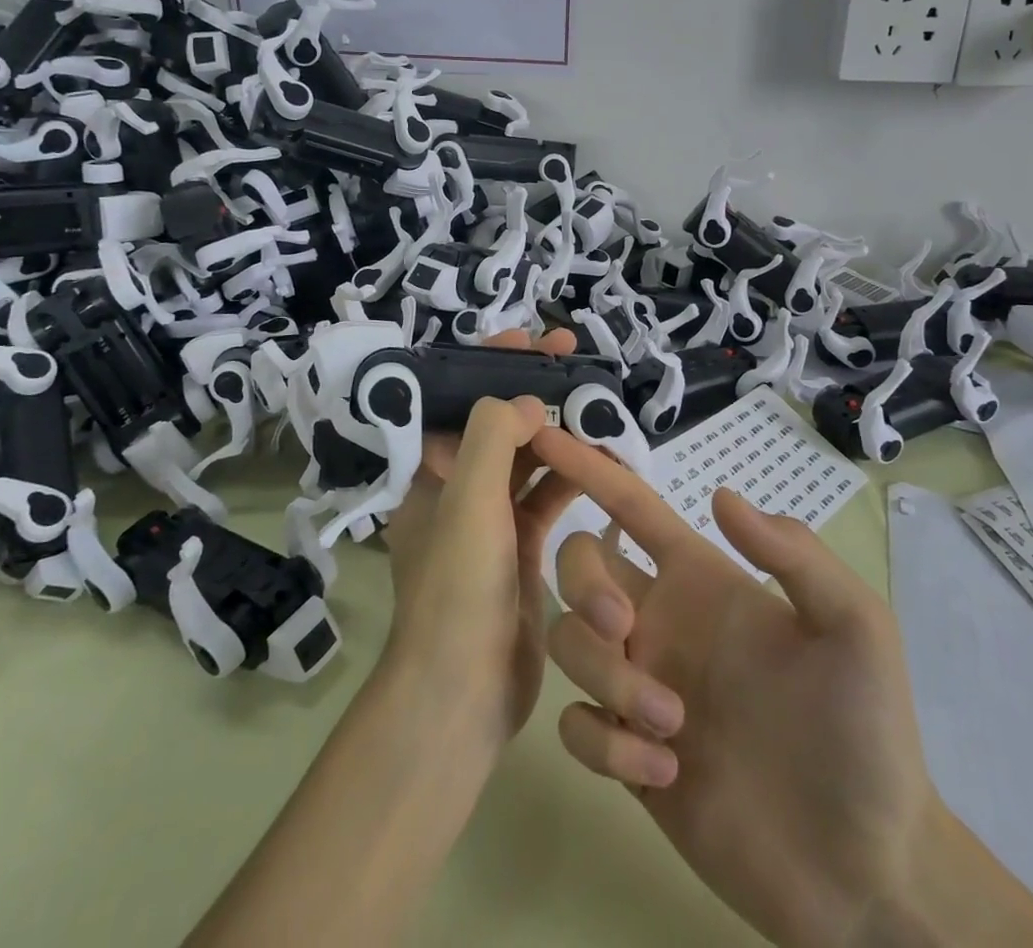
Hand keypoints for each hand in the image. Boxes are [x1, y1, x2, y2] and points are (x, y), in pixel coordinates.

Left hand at [380, 329, 579, 750]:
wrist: (463, 693)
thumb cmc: (459, 588)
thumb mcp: (469, 500)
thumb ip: (495, 435)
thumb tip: (529, 401)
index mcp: (429, 472)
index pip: (457, 398)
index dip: (490, 362)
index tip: (530, 339)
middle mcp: (455, 489)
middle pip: (497, 423)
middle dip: (532, 389)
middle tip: (574, 358)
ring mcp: (489, 520)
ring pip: (526, 459)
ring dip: (557, 431)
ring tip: (597, 402)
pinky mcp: (520, 549)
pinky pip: (547, 497)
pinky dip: (571, 476)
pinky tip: (604, 458)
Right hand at [531, 432, 938, 947]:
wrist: (864, 868)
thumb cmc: (865, 732)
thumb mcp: (855, 626)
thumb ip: (794, 555)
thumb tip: (719, 495)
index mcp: (701, 579)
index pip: (629, 505)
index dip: (588, 466)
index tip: (544, 436)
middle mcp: (660, 619)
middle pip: (578, 564)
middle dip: (583, 582)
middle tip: (624, 625)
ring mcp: (639, 686)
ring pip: (569, 643)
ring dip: (605, 675)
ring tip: (671, 724)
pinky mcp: (627, 756)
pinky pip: (576, 725)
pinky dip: (605, 744)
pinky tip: (664, 772)